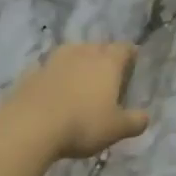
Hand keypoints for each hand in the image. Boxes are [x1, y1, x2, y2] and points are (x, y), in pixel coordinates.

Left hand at [4, 43, 151, 158]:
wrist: (30, 126)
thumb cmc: (82, 124)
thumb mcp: (116, 129)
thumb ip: (134, 121)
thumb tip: (145, 117)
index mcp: (107, 62)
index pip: (124, 48)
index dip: (130, 54)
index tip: (132, 62)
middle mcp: (83, 53)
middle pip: (98, 46)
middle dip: (104, 56)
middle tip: (108, 73)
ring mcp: (55, 60)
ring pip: (72, 52)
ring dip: (78, 61)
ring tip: (81, 77)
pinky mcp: (32, 72)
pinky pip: (50, 67)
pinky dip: (55, 74)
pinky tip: (55, 88)